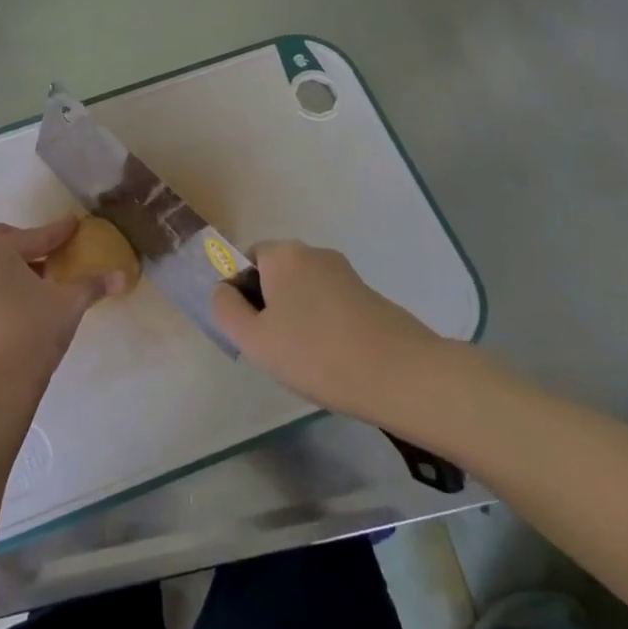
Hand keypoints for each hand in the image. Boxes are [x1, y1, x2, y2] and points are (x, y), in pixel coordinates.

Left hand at [0, 218, 128, 408]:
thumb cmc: (30, 334)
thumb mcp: (68, 305)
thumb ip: (93, 284)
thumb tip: (123, 275)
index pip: (35, 236)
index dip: (58, 232)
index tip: (74, 224)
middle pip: (2, 243)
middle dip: (28, 245)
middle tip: (52, 255)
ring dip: (9, 267)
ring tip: (35, 283)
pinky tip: (14, 303)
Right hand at [210, 240, 459, 421]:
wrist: (402, 375)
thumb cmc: (316, 353)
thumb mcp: (254, 338)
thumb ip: (225, 308)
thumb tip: (224, 289)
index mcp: (283, 254)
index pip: (246, 260)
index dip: (241, 293)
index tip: (252, 330)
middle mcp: (314, 253)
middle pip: (276, 274)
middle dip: (270, 307)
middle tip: (275, 348)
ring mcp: (346, 273)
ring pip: (303, 292)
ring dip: (297, 318)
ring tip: (307, 359)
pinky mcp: (370, 295)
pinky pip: (330, 305)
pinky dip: (324, 326)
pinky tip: (333, 359)